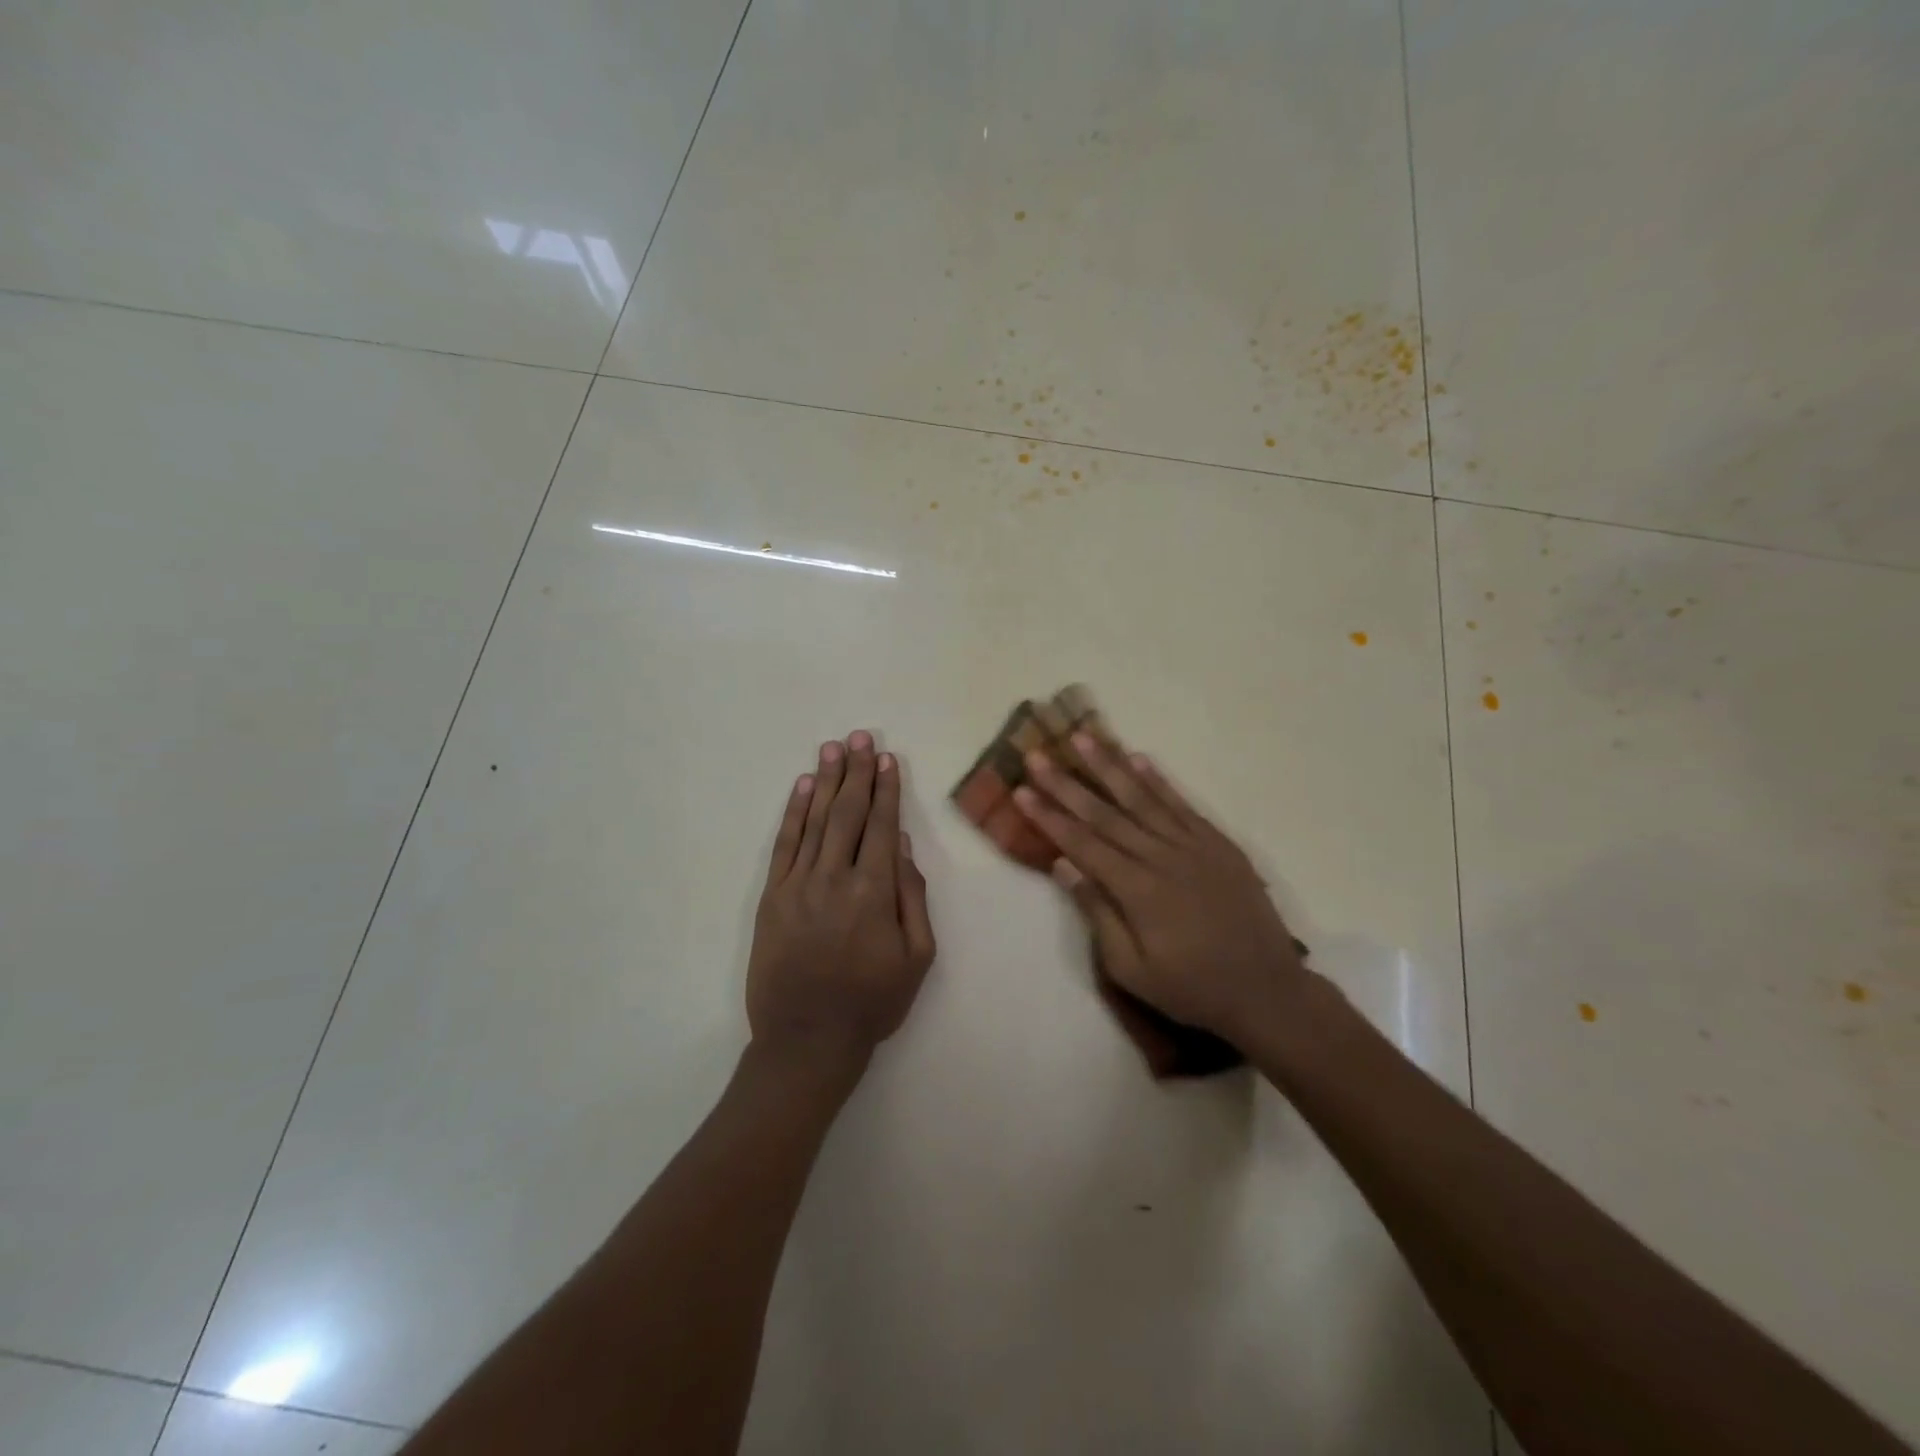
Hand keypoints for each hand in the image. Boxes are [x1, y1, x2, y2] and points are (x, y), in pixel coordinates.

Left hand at [747, 732, 936, 1074]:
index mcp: (874, 892)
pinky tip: (803, 787)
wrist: (806, 1041)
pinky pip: (784, 845)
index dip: (887, 790)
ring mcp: (798, 885)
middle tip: (860, 736)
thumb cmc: (872, 1003)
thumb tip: (905, 846)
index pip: (883, 826)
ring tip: (833, 748)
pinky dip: (794, 812)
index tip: (888, 759)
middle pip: (848, 813)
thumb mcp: (917, 958)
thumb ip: (913, 898)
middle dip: (857, 772)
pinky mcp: (772, 897)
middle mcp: (834, 878)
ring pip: (815, 820)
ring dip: (826, 781)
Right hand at [1014, 735, 1305, 1043]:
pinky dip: (1159, 781)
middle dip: (1067, 783)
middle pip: (1106, 813)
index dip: (1049, 816)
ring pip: (1143, 798)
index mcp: (1138, 890)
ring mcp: (1194, 846)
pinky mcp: (1218, 844)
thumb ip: (1098, 913)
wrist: (1267, 990)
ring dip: (1109, 766)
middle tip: (1037, 755)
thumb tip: (1064, 865)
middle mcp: (1163, 857)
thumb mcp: (1132, 969)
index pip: (1083, 843)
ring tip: (1083, 738)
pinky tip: (1139, 759)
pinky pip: (1183, 805)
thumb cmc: (1191, 988)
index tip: (1021, 790)